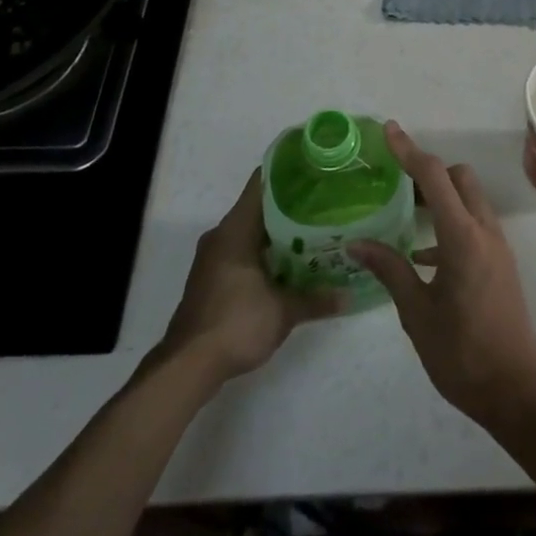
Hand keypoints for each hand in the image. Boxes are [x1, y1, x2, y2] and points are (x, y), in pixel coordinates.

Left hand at [161, 171, 339, 384]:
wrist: (187, 367)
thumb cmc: (235, 323)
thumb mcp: (283, 311)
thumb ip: (316, 299)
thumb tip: (348, 295)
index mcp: (236, 228)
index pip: (262, 182)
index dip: (289, 171)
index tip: (316, 168)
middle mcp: (222, 235)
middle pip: (259, 206)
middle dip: (291, 204)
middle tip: (325, 202)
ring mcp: (214, 257)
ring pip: (251, 231)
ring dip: (279, 231)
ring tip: (315, 231)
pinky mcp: (212, 278)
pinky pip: (243, 251)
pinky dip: (266, 251)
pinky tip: (291, 262)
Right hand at [348, 122, 535, 429]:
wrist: (517, 390)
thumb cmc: (463, 354)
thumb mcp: (417, 314)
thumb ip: (390, 271)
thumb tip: (356, 244)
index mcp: (463, 238)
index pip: (434, 177)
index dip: (410, 151)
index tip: (389, 130)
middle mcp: (484, 231)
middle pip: (459, 178)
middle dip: (429, 172)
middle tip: (396, 183)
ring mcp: (497, 247)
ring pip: (470, 200)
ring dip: (441, 197)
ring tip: (404, 213)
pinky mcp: (500, 263)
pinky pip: (474, 225)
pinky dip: (450, 224)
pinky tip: (422, 255)